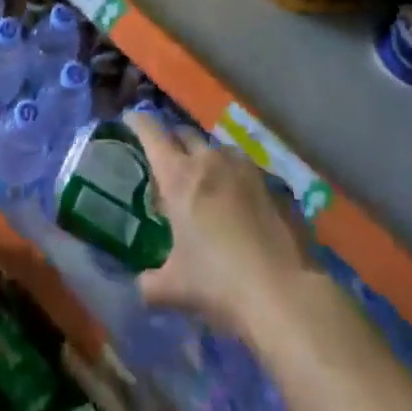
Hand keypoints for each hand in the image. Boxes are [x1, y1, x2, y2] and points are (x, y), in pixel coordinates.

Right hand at [127, 111, 317, 342]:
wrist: (280, 291)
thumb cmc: (217, 282)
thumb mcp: (174, 288)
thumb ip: (150, 283)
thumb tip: (142, 285)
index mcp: (178, 176)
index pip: (151, 133)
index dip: (138, 122)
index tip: (130, 119)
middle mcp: (207, 160)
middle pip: (183, 133)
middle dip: (171, 140)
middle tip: (166, 160)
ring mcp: (240, 167)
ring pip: (213, 147)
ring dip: (202, 156)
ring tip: (201, 180)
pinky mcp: (267, 181)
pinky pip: (239, 165)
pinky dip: (229, 172)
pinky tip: (233, 197)